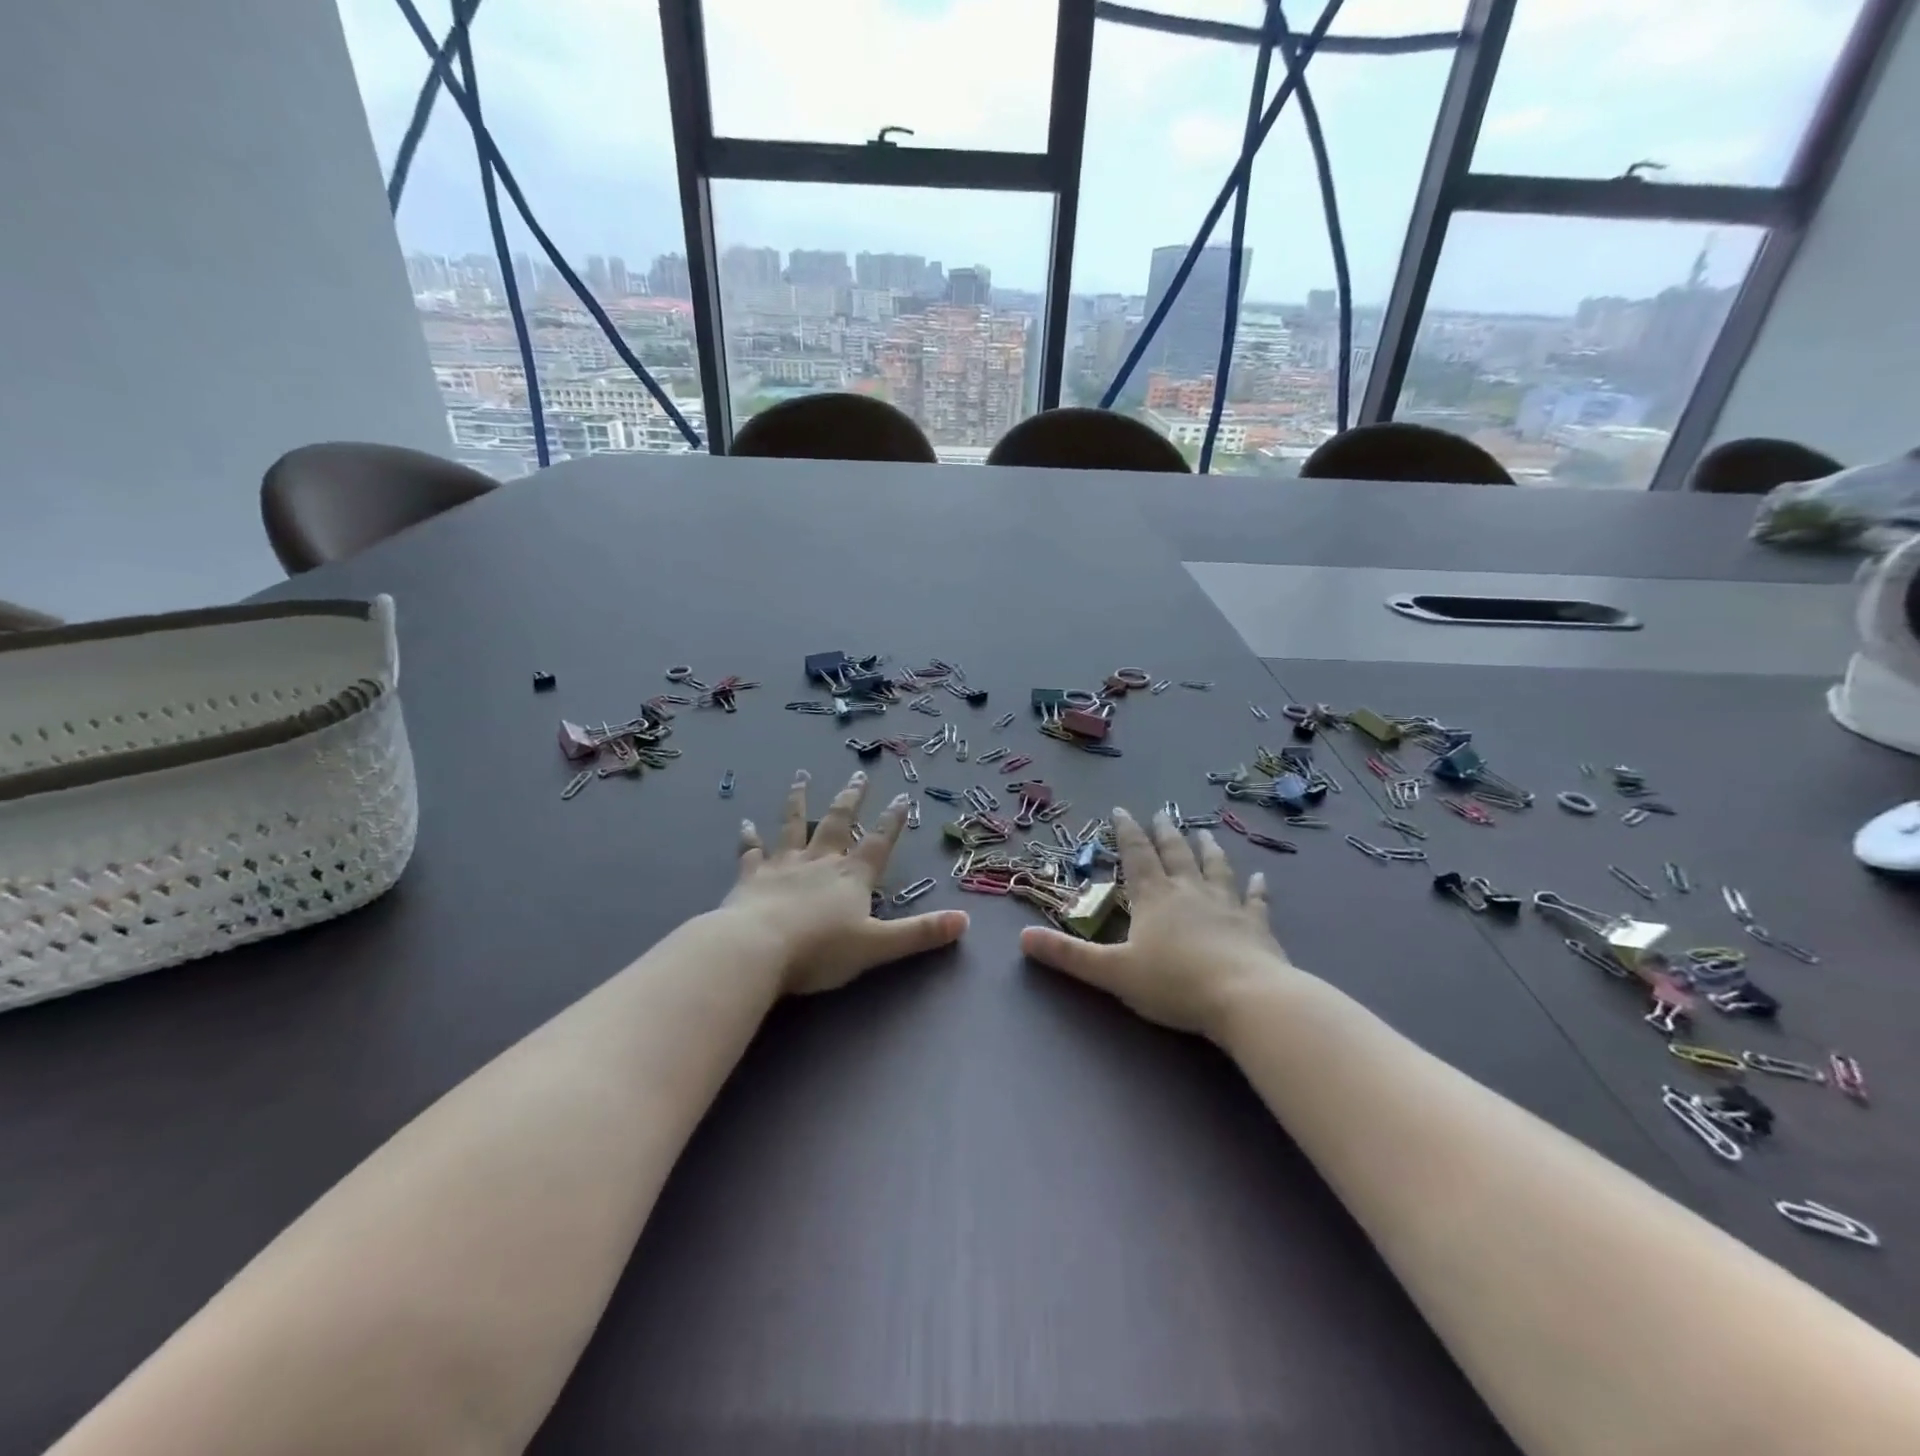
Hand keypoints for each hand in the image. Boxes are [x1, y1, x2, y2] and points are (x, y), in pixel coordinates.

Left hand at [723, 770, 968, 995]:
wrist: (757, 949)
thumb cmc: (821, 949)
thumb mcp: (878, 945)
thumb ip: (920, 933)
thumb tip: (965, 921)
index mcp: (852, 876)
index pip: (879, 842)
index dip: (892, 821)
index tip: (901, 796)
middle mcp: (820, 861)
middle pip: (838, 822)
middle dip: (850, 798)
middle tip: (858, 774)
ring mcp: (784, 864)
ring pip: (793, 825)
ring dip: (799, 801)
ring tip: (802, 777)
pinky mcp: (752, 877)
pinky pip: (752, 852)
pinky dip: (750, 837)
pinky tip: (745, 823)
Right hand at [1021, 807, 1293, 1040]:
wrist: (1245, 998)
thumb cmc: (1174, 984)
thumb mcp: (1112, 972)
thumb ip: (1069, 955)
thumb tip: (1021, 937)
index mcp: (1153, 898)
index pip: (1136, 856)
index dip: (1126, 832)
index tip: (1121, 810)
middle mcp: (1189, 891)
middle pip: (1175, 854)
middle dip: (1165, 833)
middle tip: (1162, 814)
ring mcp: (1226, 905)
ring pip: (1215, 868)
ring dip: (1208, 849)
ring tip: (1204, 832)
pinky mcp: (1256, 926)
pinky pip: (1255, 900)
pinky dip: (1257, 888)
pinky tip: (1261, 877)